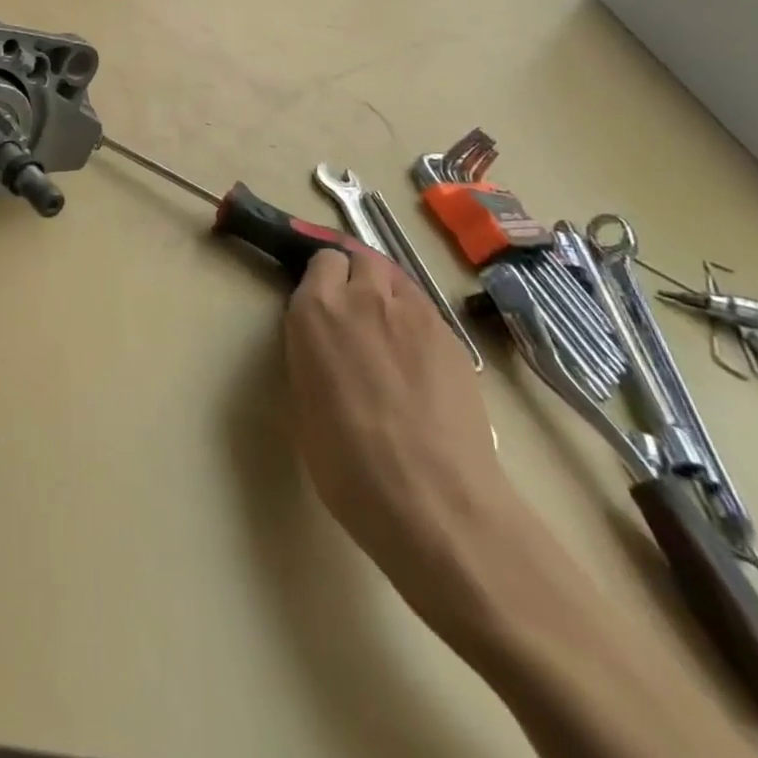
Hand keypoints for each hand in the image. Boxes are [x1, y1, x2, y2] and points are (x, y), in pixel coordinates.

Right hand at [284, 249, 512, 627]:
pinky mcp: (453, 339)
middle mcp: (365, 297)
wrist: (434, 500)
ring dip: (385, 292)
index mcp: (316, 309)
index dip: (319, 277)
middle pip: (360, 258)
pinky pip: (425, 311)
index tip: (316, 298)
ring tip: (384, 329)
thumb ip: (310, 350)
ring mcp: (415, 314)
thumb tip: (320, 341)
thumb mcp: (304, 398)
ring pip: (396, 279)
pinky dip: (414, 321)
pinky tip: (415, 360)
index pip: (320, 259)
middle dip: (352, 274)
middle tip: (350, 310)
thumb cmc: (348, 462)